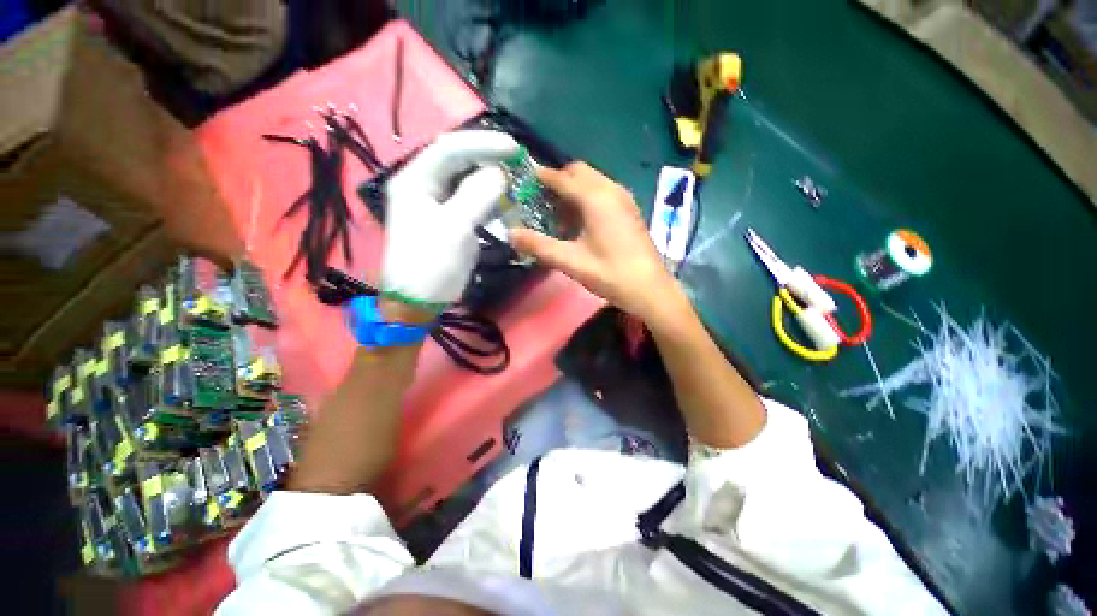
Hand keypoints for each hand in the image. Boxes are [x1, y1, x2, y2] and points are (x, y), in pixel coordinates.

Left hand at [382, 130, 519, 308]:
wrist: (419, 301)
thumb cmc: (431, 263)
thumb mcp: (454, 228)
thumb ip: (477, 195)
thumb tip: (500, 173)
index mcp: (415, 180)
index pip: (449, 149)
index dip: (482, 144)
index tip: (513, 148)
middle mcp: (424, 185)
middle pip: (457, 160)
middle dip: (487, 158)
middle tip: (517, 161)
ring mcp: (437, 203)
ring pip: (466, 180)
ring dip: (490, 179)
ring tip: (514, 180)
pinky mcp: (450, 219)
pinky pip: (471, 200)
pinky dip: (489, 199)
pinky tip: (504, 202)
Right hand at [510, 162, 685, 325]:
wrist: (649, 288)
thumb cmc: (610, 274)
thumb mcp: (570, 262)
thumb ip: (539, 246)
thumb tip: (510, 234)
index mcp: (595, 198)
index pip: (563, 178)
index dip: (543, 177)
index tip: (526, 180)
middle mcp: (611, 190)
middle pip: (580, 172)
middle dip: (559, 181)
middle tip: (543, 202)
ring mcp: (624, 198)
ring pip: (593, 181)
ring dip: (574, 191)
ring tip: (560, 216)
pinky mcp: (630, 209)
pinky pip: (604, 191)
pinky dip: (588, 197)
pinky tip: (582, 222)